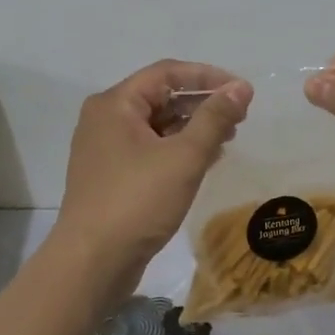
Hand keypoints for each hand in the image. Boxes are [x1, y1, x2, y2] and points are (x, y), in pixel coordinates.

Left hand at [51, 60, 252, 303]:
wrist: (91, 262)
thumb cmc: (137, 201)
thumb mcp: (184, 156)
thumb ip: (215, 118)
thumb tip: (241, 88)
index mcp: (115, 103)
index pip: (167, 72)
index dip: (208, 77)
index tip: (242, 92)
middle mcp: (105, 118)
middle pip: (160, 96)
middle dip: (202, 104)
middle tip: (239, 118)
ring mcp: (104, 149)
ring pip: (156, 125)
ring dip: (192, 128)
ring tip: (227, 139)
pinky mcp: (110, 176)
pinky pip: (149, 149)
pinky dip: (177, 149)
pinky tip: (205, 161)